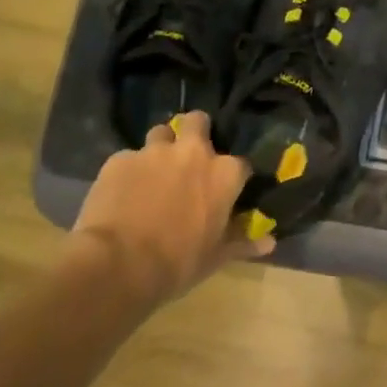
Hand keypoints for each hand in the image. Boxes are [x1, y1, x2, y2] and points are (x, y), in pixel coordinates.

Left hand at [71, 112, 271, 304]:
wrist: (117, 265)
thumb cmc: (177, 263)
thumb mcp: (215, 257)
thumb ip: (243, 242)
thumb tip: (270, 243)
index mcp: (224, 173)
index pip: (240, 164)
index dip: (231, 177)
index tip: (224, 190)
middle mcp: (193, 152)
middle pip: (198, 121)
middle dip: (195, 132)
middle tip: (188, 157)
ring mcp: (154, 152)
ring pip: (160, 133)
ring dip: (160, 147)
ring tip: (153, 171)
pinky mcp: (119, 159)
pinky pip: (127, 158)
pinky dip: (128, 171)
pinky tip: (121, 192)